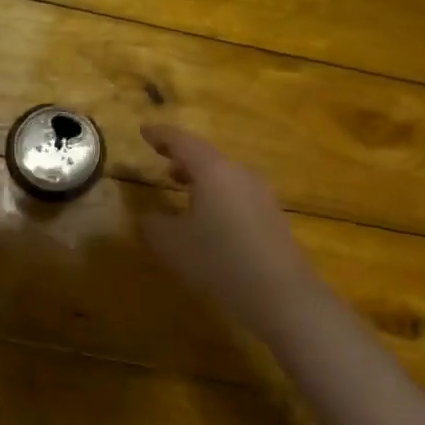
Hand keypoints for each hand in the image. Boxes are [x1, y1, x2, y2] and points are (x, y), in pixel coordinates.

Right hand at [137, 123, 325, 338]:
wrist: (280, 294)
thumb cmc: (218, 259)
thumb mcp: (170, 244)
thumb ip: (151, 225)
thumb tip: (146, 217)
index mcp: (214, 170)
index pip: (183, 142)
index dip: (161, 135)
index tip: (144, 130)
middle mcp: (240, 175)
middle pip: (208, 157)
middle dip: (183, 159)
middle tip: (163, 162)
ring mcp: (262, 196)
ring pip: (225, 177)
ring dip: (202, 179)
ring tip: (182, 189)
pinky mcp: (272, 219)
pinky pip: (238, 197)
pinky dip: (217, 198)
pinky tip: (210, 219)